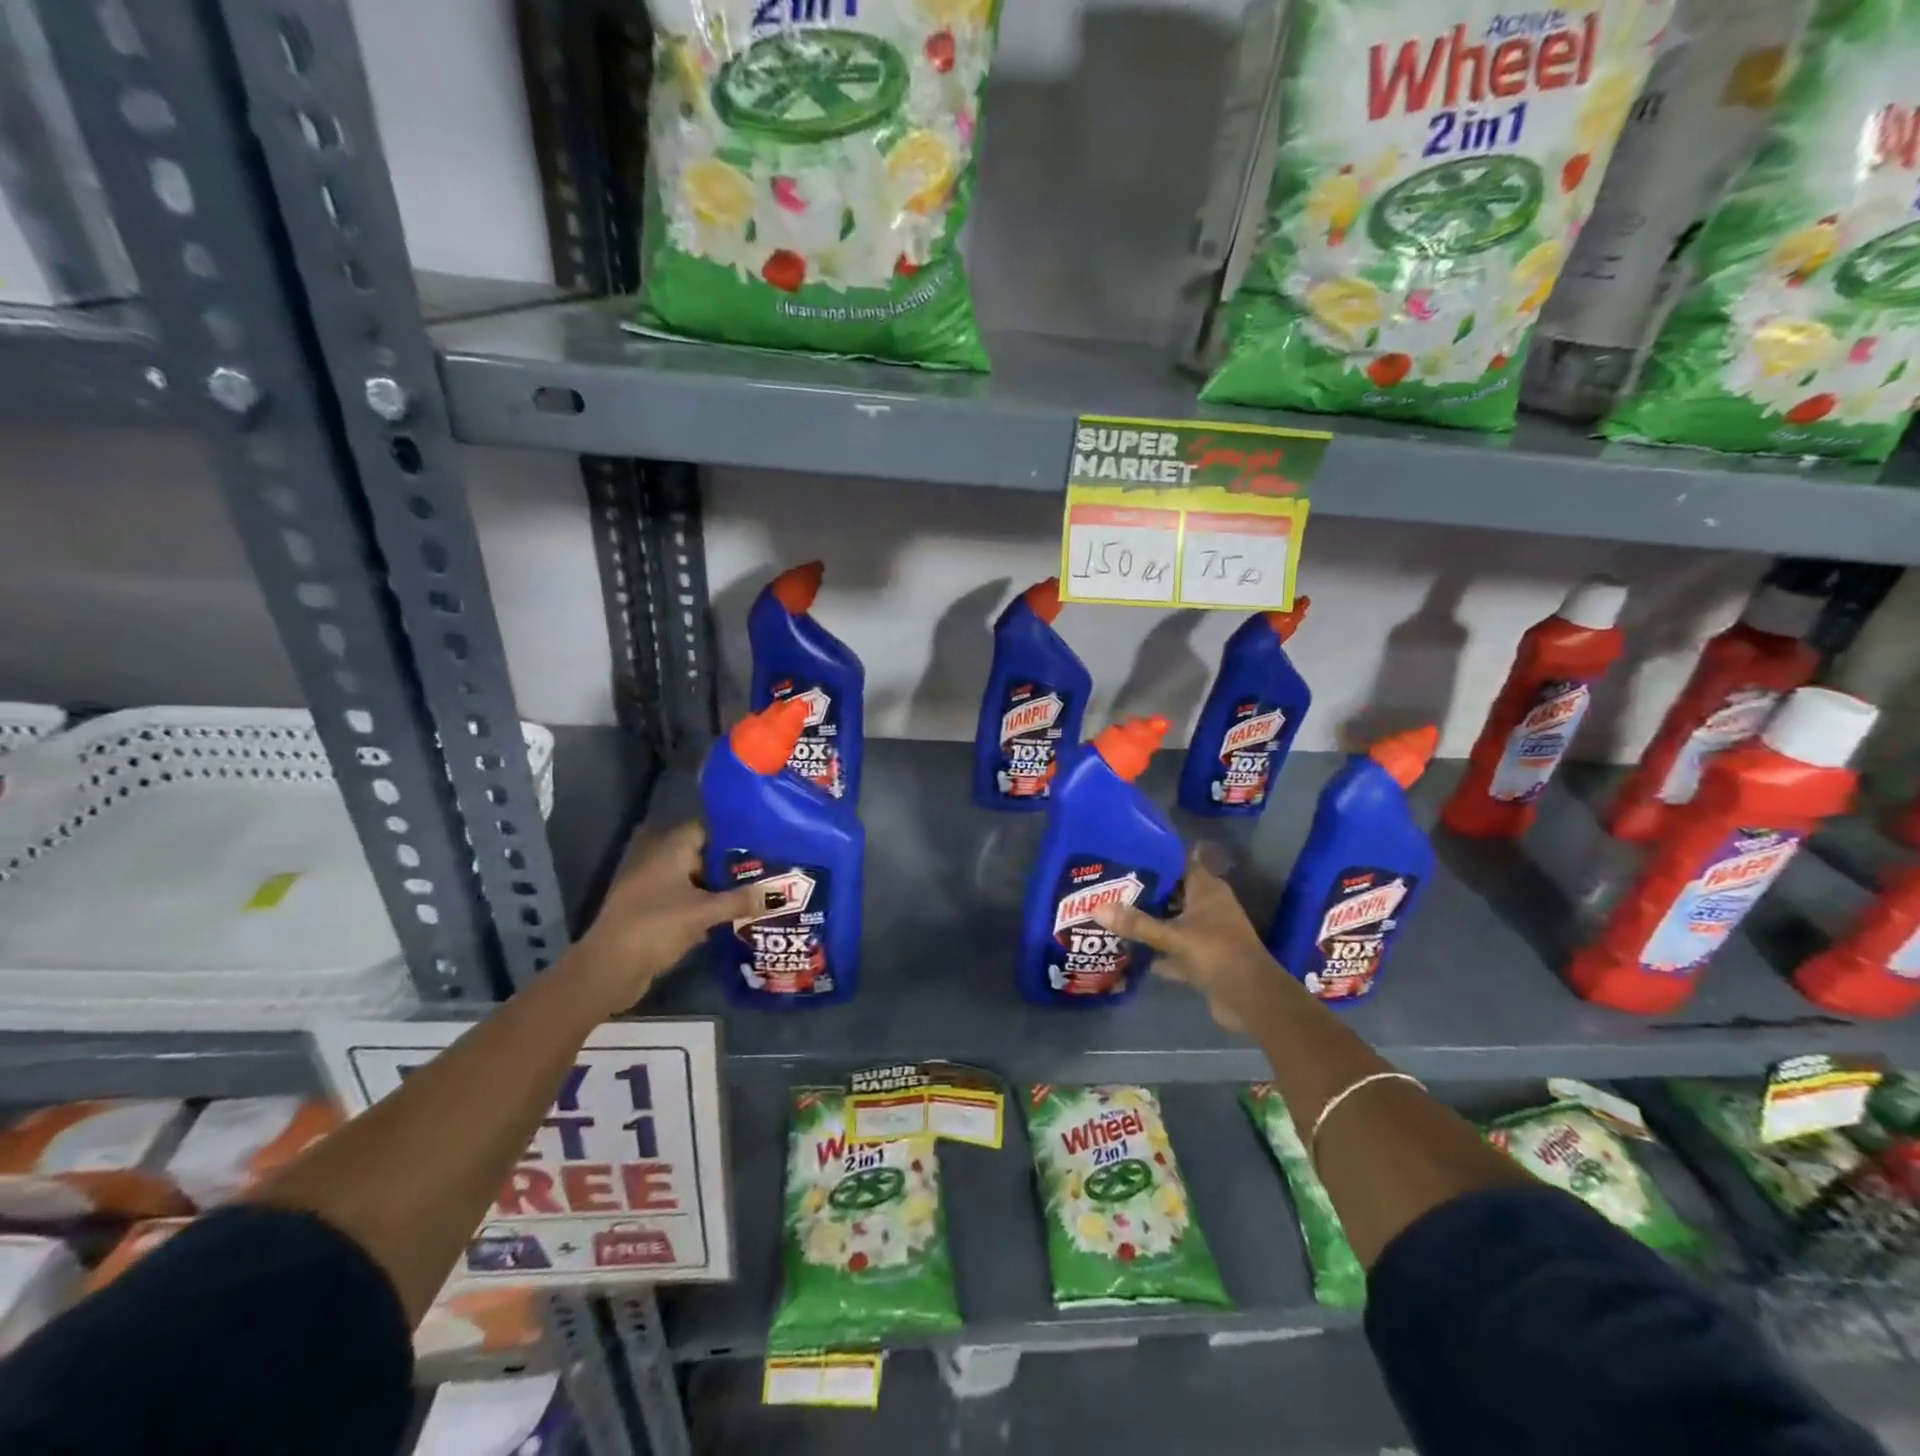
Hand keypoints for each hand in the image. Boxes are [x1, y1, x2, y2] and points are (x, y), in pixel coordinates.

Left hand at [571, 821, 764, 1013]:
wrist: (609, 969)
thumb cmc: (655, 927)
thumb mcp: (704, 912)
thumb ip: (740, 900)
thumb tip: (775, 893)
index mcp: (670, 850)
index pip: (706, 828)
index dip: (733, 831)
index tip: (763, 838)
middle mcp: (661, 863)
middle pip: (703, 855)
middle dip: (733, 862)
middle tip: (768, 866)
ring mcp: (655, 889)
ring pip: (697, 881)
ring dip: (721, 887)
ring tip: (758, 890)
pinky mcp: (654, 914)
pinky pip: (688, 902)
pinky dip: (708, 906)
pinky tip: (734, 915)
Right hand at [1094, 850, 1283, 1028]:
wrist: (1251, 999)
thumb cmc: (1217, 953)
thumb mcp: (1173, 936)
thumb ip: (1136, 924)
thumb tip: (1096, 908)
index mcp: (1207, 889)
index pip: (1180, 862)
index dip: (1155, 857)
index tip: (1126, 853)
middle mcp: (1208, 906)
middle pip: (1173, 892)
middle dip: (1146, 890)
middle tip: (1111, 885)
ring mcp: (1207, 933)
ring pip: (1173, 920)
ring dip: (1151, 920)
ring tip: (1115, 913)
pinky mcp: (1204, 958)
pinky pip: (1175, 948)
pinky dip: (1158, 951)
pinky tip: (1131, 952)